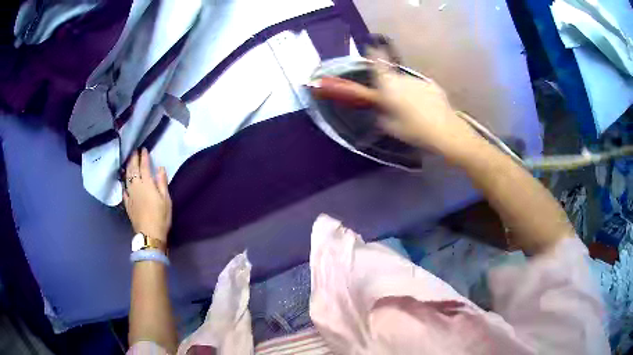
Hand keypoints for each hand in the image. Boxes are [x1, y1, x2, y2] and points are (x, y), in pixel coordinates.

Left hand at [123, 148, 171, 242]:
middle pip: (133, 169)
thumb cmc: (161, 217)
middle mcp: (136, 186)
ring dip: (127, 168)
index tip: (143, 149)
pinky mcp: (127, 204)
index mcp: (147, 184)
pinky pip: (124, 191)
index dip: (143, 157)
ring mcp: (130, 195)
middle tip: (134, 151)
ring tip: (128, 162)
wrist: (149, 234)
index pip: (144, 166)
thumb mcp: (166, 199)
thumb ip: (162, 182)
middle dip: (133, 159)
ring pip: (127, 178)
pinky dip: (124, 184)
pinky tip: (124, 183)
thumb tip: (160, 168)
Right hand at [369, 52, 480, 156]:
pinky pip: (421, 88)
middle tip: (393, 101)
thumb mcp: (389, 126)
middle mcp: (403, 77)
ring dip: (407, 91)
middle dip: (391, 85)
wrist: (445, 131)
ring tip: (411, 109)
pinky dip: (420, 95)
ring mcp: (420, 80)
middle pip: (393, 76)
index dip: (373, 54)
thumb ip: (381, 112)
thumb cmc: (413, 129)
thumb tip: (380, 106)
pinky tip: (425, 109)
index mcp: (389, 85)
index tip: (371, 47)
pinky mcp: (434, 86)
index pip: (378, 63)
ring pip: (408, 83)